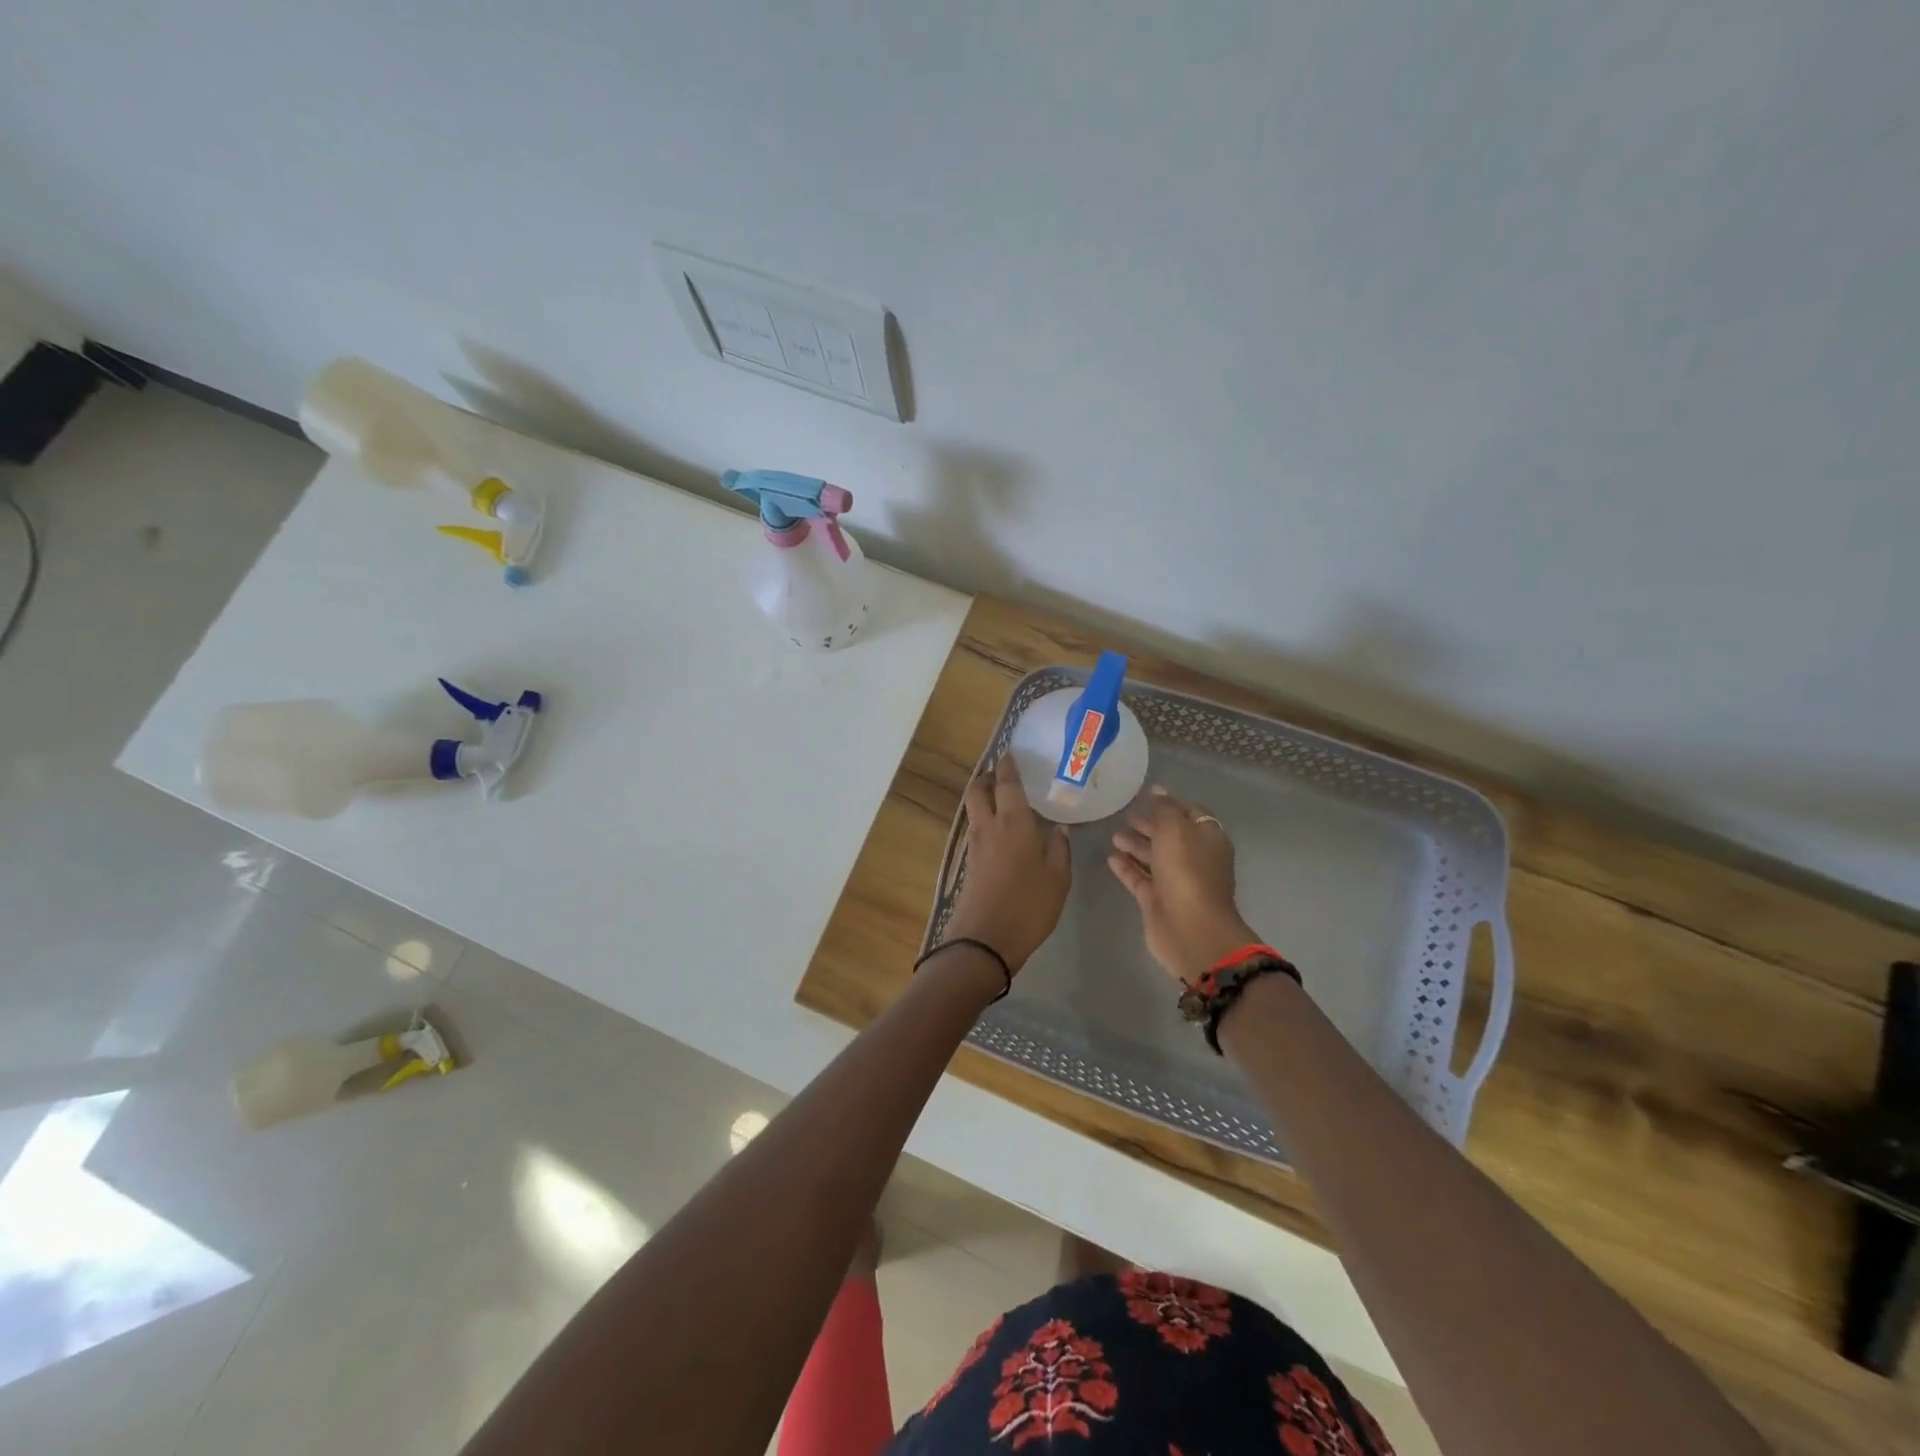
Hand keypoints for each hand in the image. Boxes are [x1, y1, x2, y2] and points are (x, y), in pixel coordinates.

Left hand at [943, 754, 1072, 970]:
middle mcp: (988, 827)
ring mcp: (974, 846)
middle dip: (987, 777)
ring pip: (973, 809)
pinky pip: (975, 829)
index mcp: (1013, 823)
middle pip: (978, 791)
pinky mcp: (968, 864)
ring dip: (982, 797)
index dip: (1008, 767)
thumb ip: (1059, 850)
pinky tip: (999, 829)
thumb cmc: (1028, 906)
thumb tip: (1059, 828)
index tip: (1009, 753)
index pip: (1007, 785)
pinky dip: (983, 818)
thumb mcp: (1058, 879)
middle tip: (1001, 772)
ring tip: (1000, 797)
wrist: (984, 941)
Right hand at [1108, 787, 1258, 984]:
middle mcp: (1194, 858)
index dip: (1170, 802)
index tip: (1146, 794)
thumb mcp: (1175, 829)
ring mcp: (1176, 881)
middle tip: (1125, 815)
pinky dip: (1127, 867)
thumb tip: (1157, 789)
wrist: (1190, 929)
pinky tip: (1110, 857)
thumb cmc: (1187, 871)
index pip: (1191, 813)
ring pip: (1153, 857)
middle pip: (1170, 835)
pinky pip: (1140, 878)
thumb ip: (1164, 808)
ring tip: (1113, 834)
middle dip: (1149, 824)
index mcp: (1208, 839)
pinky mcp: (1157, 900)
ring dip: (1135, 845)